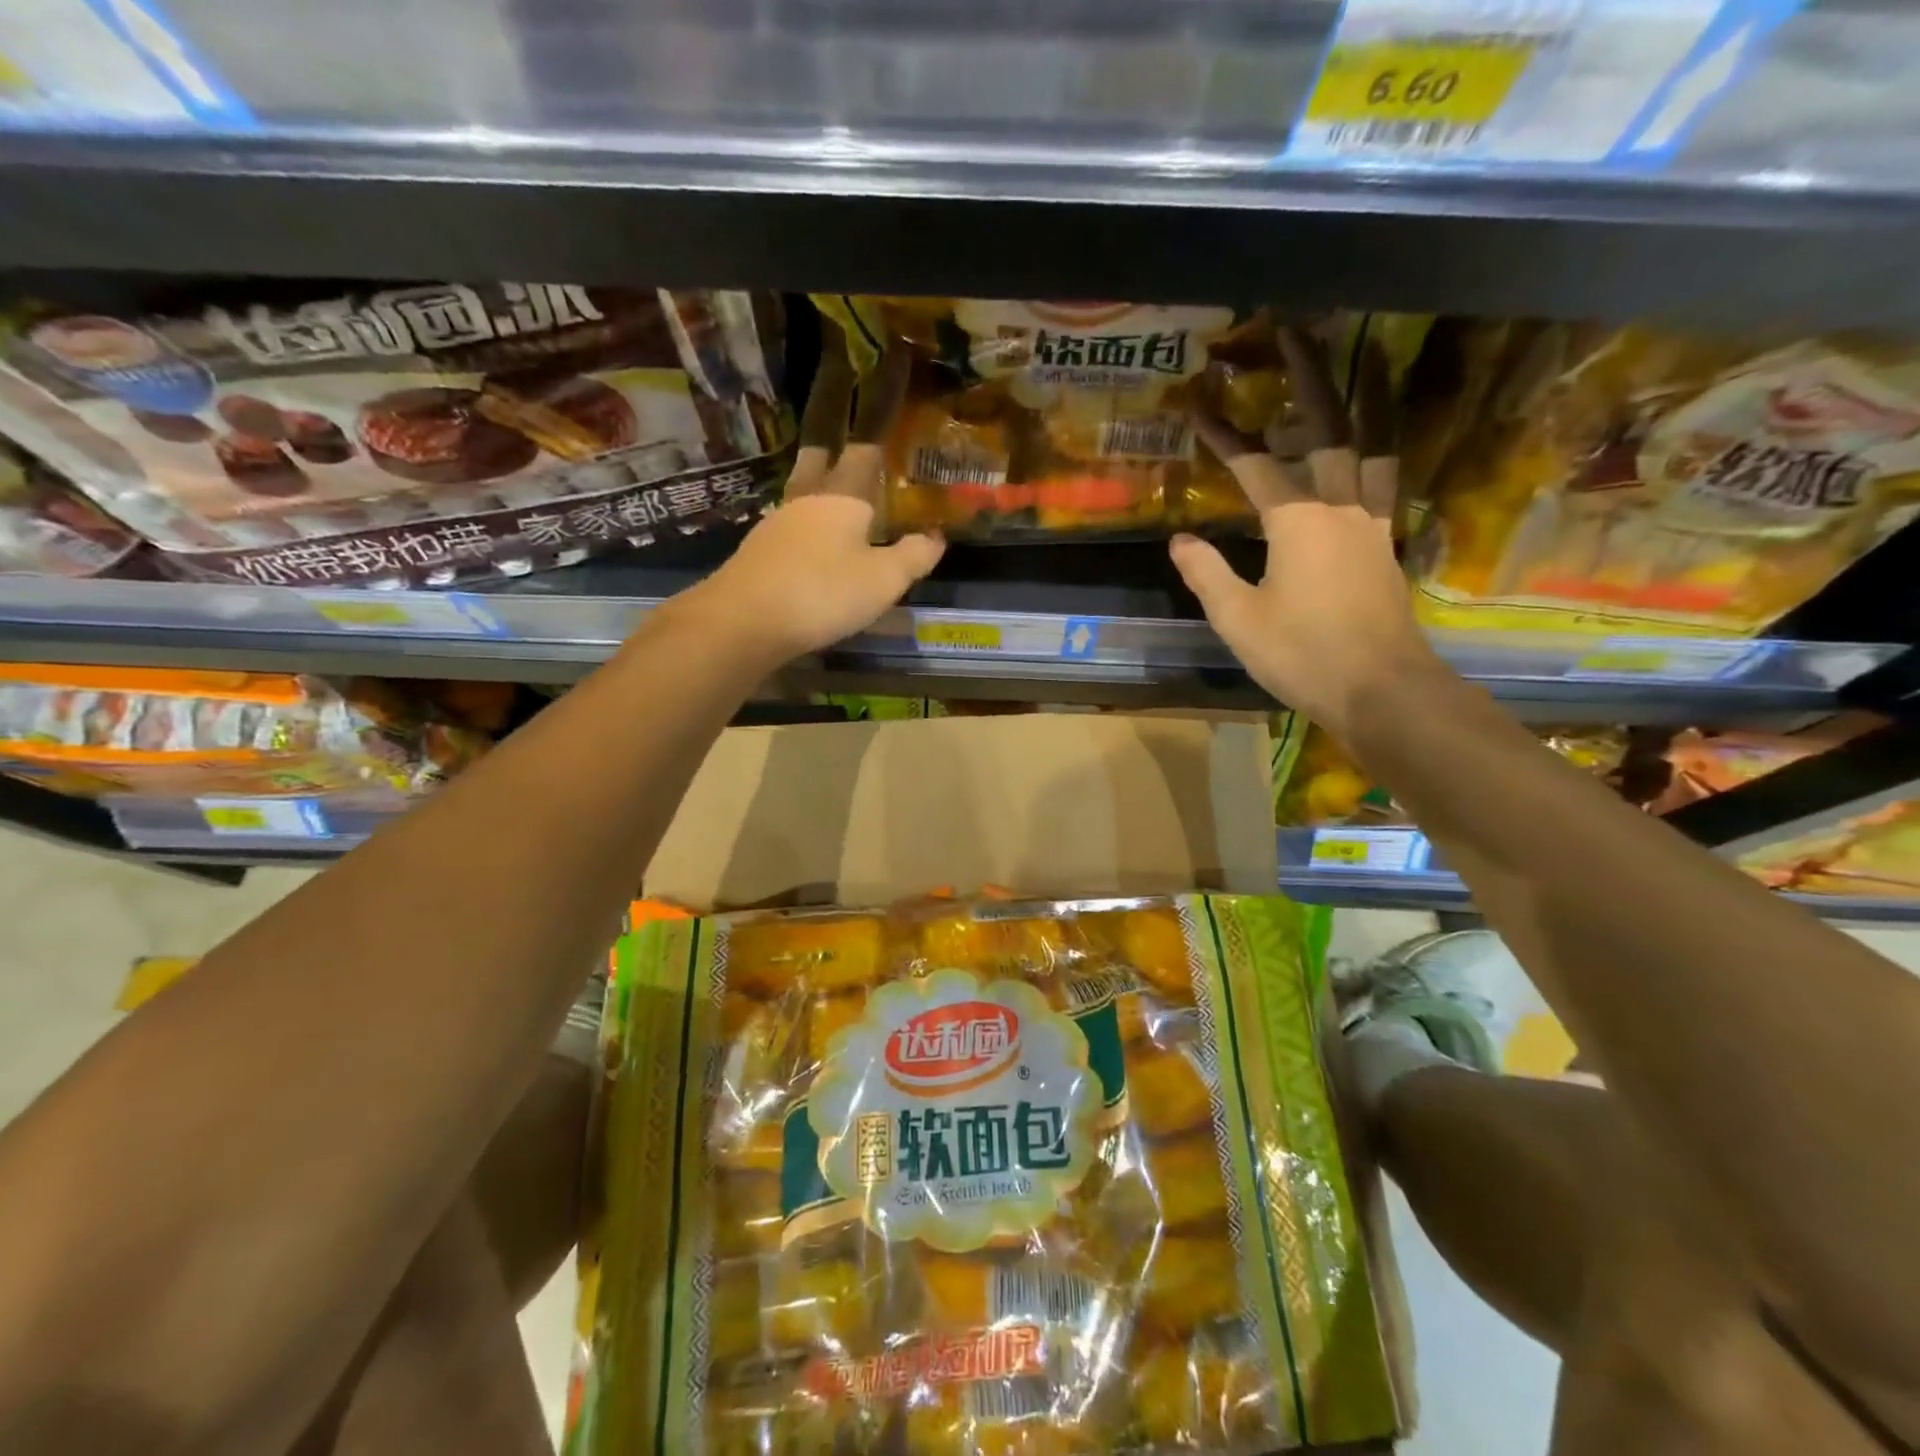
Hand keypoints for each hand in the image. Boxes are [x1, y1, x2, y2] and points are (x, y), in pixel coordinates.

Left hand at [675, 331, 941, 665]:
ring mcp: (779, 522)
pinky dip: (809, 516)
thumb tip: (936, 536)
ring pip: (804, 486)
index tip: (891, 367)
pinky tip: (814, 532)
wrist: (744, 622)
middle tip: (844, 407)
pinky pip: (793, 520)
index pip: (867, 444)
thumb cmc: (823, 593)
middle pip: (822, 452)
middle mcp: (808, 498)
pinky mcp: (762, 550)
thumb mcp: (883, 580)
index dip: (882, 409)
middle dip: (835, 428)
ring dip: (820, 475)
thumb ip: (913, 556)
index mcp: (843, 495)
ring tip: (835, 479)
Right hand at [1168, 324, 1441, 736]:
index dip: (1225, 435)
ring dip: (1366, 402)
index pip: (1256, 466)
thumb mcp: (1238, 619)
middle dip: (1308, 378)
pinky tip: (1372, 449)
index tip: (1199, 405)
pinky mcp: (1387, 545)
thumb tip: (1181, 541)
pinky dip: (1379, 453)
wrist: (1379, 688)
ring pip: (1372, 447)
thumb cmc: (1302, 654)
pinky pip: (1385, 483)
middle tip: (1296, 332)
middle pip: (1329, 430)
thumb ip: (1207, 573)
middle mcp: (1341, 508)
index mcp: (1298, 522)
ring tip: (1366, 362)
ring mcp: (1372, 524)